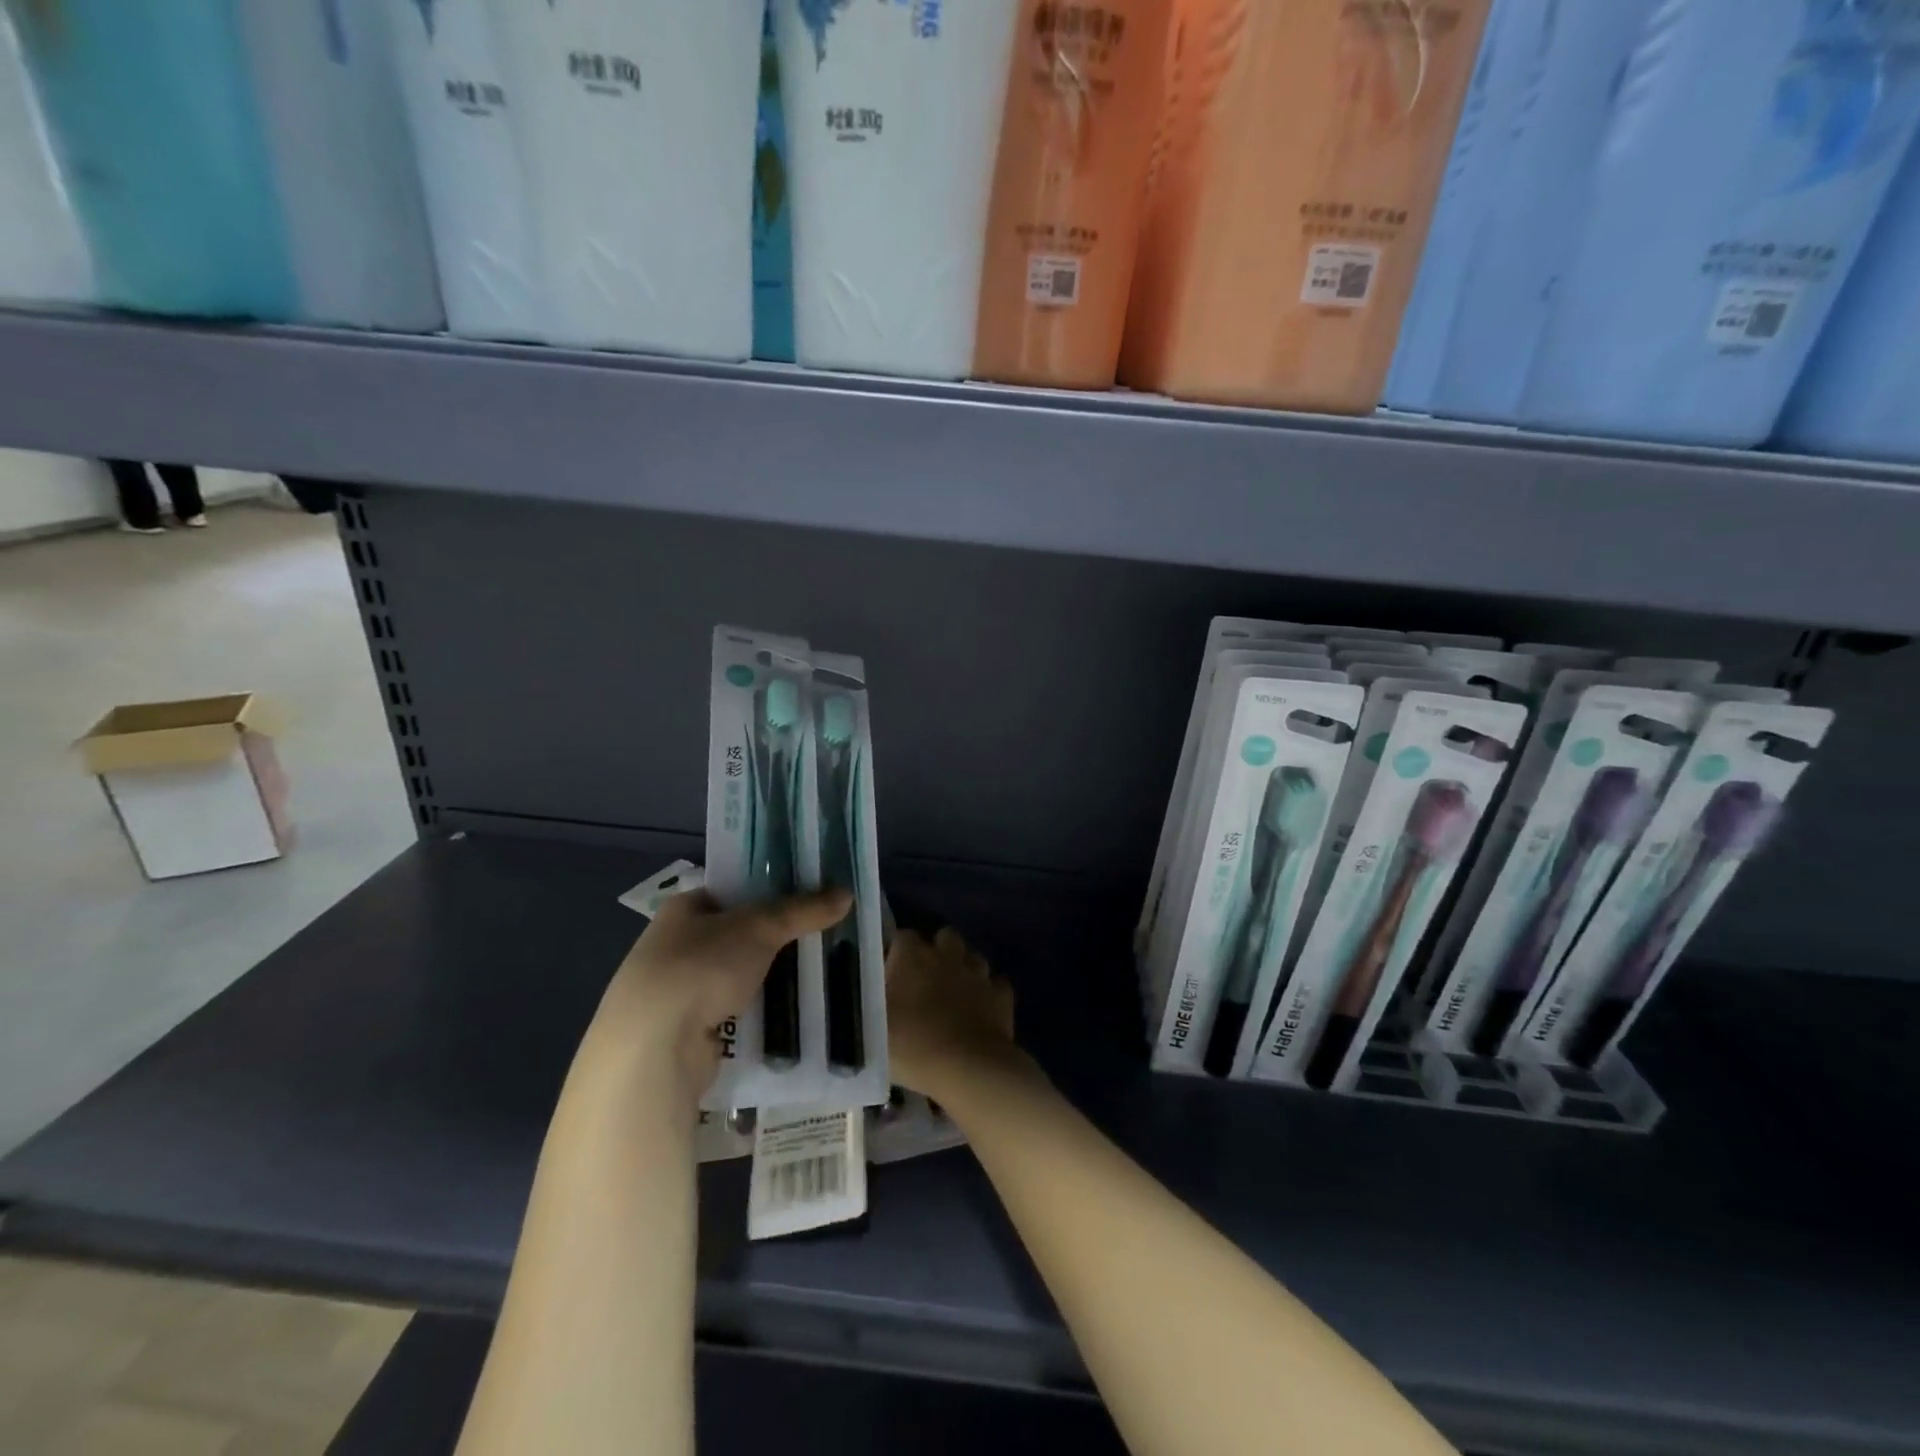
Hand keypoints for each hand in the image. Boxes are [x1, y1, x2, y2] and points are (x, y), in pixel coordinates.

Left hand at [592, 886, 850, 1103]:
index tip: (807, 897)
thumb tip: (847, 893)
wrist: (653, 1046)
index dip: (768, 891)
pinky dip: (756, 1014)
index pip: (732, 890)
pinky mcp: (684, 1032)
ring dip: (766, 979)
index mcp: (683, 909)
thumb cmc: (701, 966)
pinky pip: (732, 1014)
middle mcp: (674, 945)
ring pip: (736, 976)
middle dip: (774, 940)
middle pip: (736, 935)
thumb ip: (802, 910)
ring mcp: (677, 991)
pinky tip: (788, 1016)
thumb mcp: (760, 928)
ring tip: (814, 977)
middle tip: (820, 938)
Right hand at [885, 927, 1023, 1100]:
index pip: (901, 937)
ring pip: (972, 956)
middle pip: (943, 936)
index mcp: (912, 956)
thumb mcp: (872, 1027)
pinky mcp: (1002, 994)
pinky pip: (995, 983)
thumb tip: (870, 990)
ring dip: (963, 968)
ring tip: (954, 993)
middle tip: (925, 979)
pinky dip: (988, 992)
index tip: (889, 973)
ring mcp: (978, 973)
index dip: (896, 952)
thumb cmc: (913, 1045)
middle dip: (936, 950)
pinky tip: (980, 1009)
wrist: (969, 1069)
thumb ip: (869, 1003)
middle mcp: (947, 955)